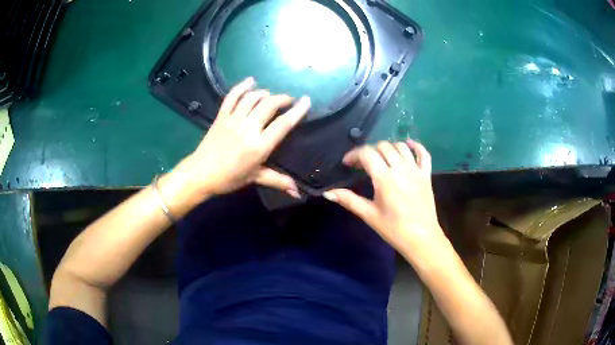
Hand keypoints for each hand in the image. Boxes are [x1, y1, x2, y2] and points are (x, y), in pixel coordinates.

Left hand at [174, 77, 309, 198]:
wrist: (200, 174)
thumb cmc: (229, 178)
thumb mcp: (254, 178)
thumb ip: (278, 181)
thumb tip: (297, 191)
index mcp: (259, 146)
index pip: (283, 124)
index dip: (297, 111)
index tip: (307, 100)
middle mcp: (248, 129)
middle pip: (269, 105)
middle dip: (282, 99)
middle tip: (289, 100)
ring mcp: (233, 120)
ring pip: (252, 98)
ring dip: (265, 93)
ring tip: (271, 95)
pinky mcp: (221, 116)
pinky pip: (232, 96)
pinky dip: (242, 86)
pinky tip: (250, 81)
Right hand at [323, 140, 444, 254]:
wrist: (421, 239)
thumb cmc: (394, 229)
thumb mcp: (369, 215)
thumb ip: (349, 200)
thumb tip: (327, 193)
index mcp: (385, 178)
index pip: (367, 154)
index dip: (354, 155)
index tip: (347, 163)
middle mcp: (401, 168)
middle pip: (383, 147)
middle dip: (369, 151)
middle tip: (362, 164)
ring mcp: (416, 170)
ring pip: (401, 146)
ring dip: (388, 147)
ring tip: (380, 157)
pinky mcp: (426, 175)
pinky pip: (423, 154)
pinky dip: (415, 146)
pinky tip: (408, 145)